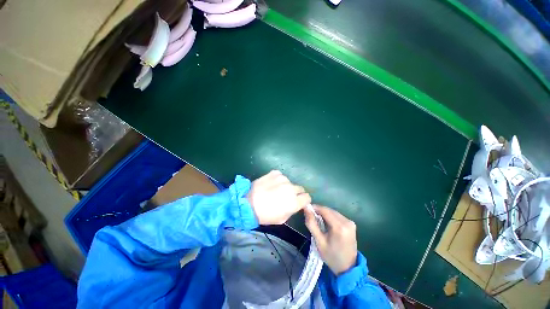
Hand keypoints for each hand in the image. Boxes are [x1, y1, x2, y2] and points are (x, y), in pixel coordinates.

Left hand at [247, 170, 310, 224]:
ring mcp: (283, 178)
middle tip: (286, 196)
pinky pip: (281, 176)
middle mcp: (291, 188)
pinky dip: (278, 180)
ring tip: (275, 190)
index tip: (299, 201)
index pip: (307, 197)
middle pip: (300, 188)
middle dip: (296, 193)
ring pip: (290, 182)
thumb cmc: (265, 215)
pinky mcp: (275, 173)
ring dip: (286, 186)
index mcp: (294, 202)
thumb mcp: (282, 219)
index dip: (304, 200)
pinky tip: (271, 184)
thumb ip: (293, 210)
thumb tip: (296, 203)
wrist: (247, 203)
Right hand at [305, 205, 357, 275]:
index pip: (325, 210)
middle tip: (311, 216)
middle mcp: (347, 222)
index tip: (307, 209)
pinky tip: (326, 223)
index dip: (315, 208)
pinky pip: (338, 216)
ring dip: (325, 214)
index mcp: (339, 227)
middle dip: (319, 211)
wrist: (348, 268)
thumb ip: (311, 224)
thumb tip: (306, 209)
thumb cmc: (331, 256)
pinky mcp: (351, 224)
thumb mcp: (319, 241)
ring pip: (333, 212)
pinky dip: (330, 217)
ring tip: (317, 220)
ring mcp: (350, 222)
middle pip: (329, 210)